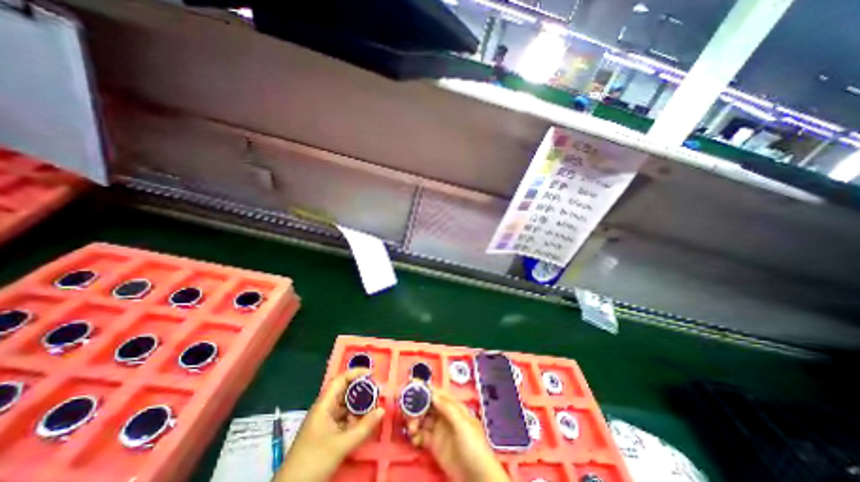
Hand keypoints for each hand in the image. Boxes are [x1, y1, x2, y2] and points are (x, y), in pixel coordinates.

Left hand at [276, 368, 382, 481]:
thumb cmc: (314, 462)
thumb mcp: (342, 445)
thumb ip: (364, 427)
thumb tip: (382, 410)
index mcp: (323, 405)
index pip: (340, 380)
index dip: (355, 373)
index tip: (371, 373)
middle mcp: (323, 409)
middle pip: (343, 391)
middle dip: (360, 389)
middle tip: (375, 390)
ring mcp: (323, 420)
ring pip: (343, 405)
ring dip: (357, 404)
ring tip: (373, 405)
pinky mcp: (325, 431)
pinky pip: (342, 417)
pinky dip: (353, 416)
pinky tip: (362, 421)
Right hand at [410, 389, 508, 479]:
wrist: (477, 478)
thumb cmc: (474, 446)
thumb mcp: (462, 424)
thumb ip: (447, 408)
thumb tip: (432, 393)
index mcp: (454, 407)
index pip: (438, 394)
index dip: (426, 390)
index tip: (413, 387)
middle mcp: (445, 416)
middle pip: (428, 405)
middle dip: (417, 406)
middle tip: (408, 411)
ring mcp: (439, 430)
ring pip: (423, 419)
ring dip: (414, 420)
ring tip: (411, 428)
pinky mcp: (434, 445)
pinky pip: (421, 435)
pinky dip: (415, 435)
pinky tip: (414, 439)